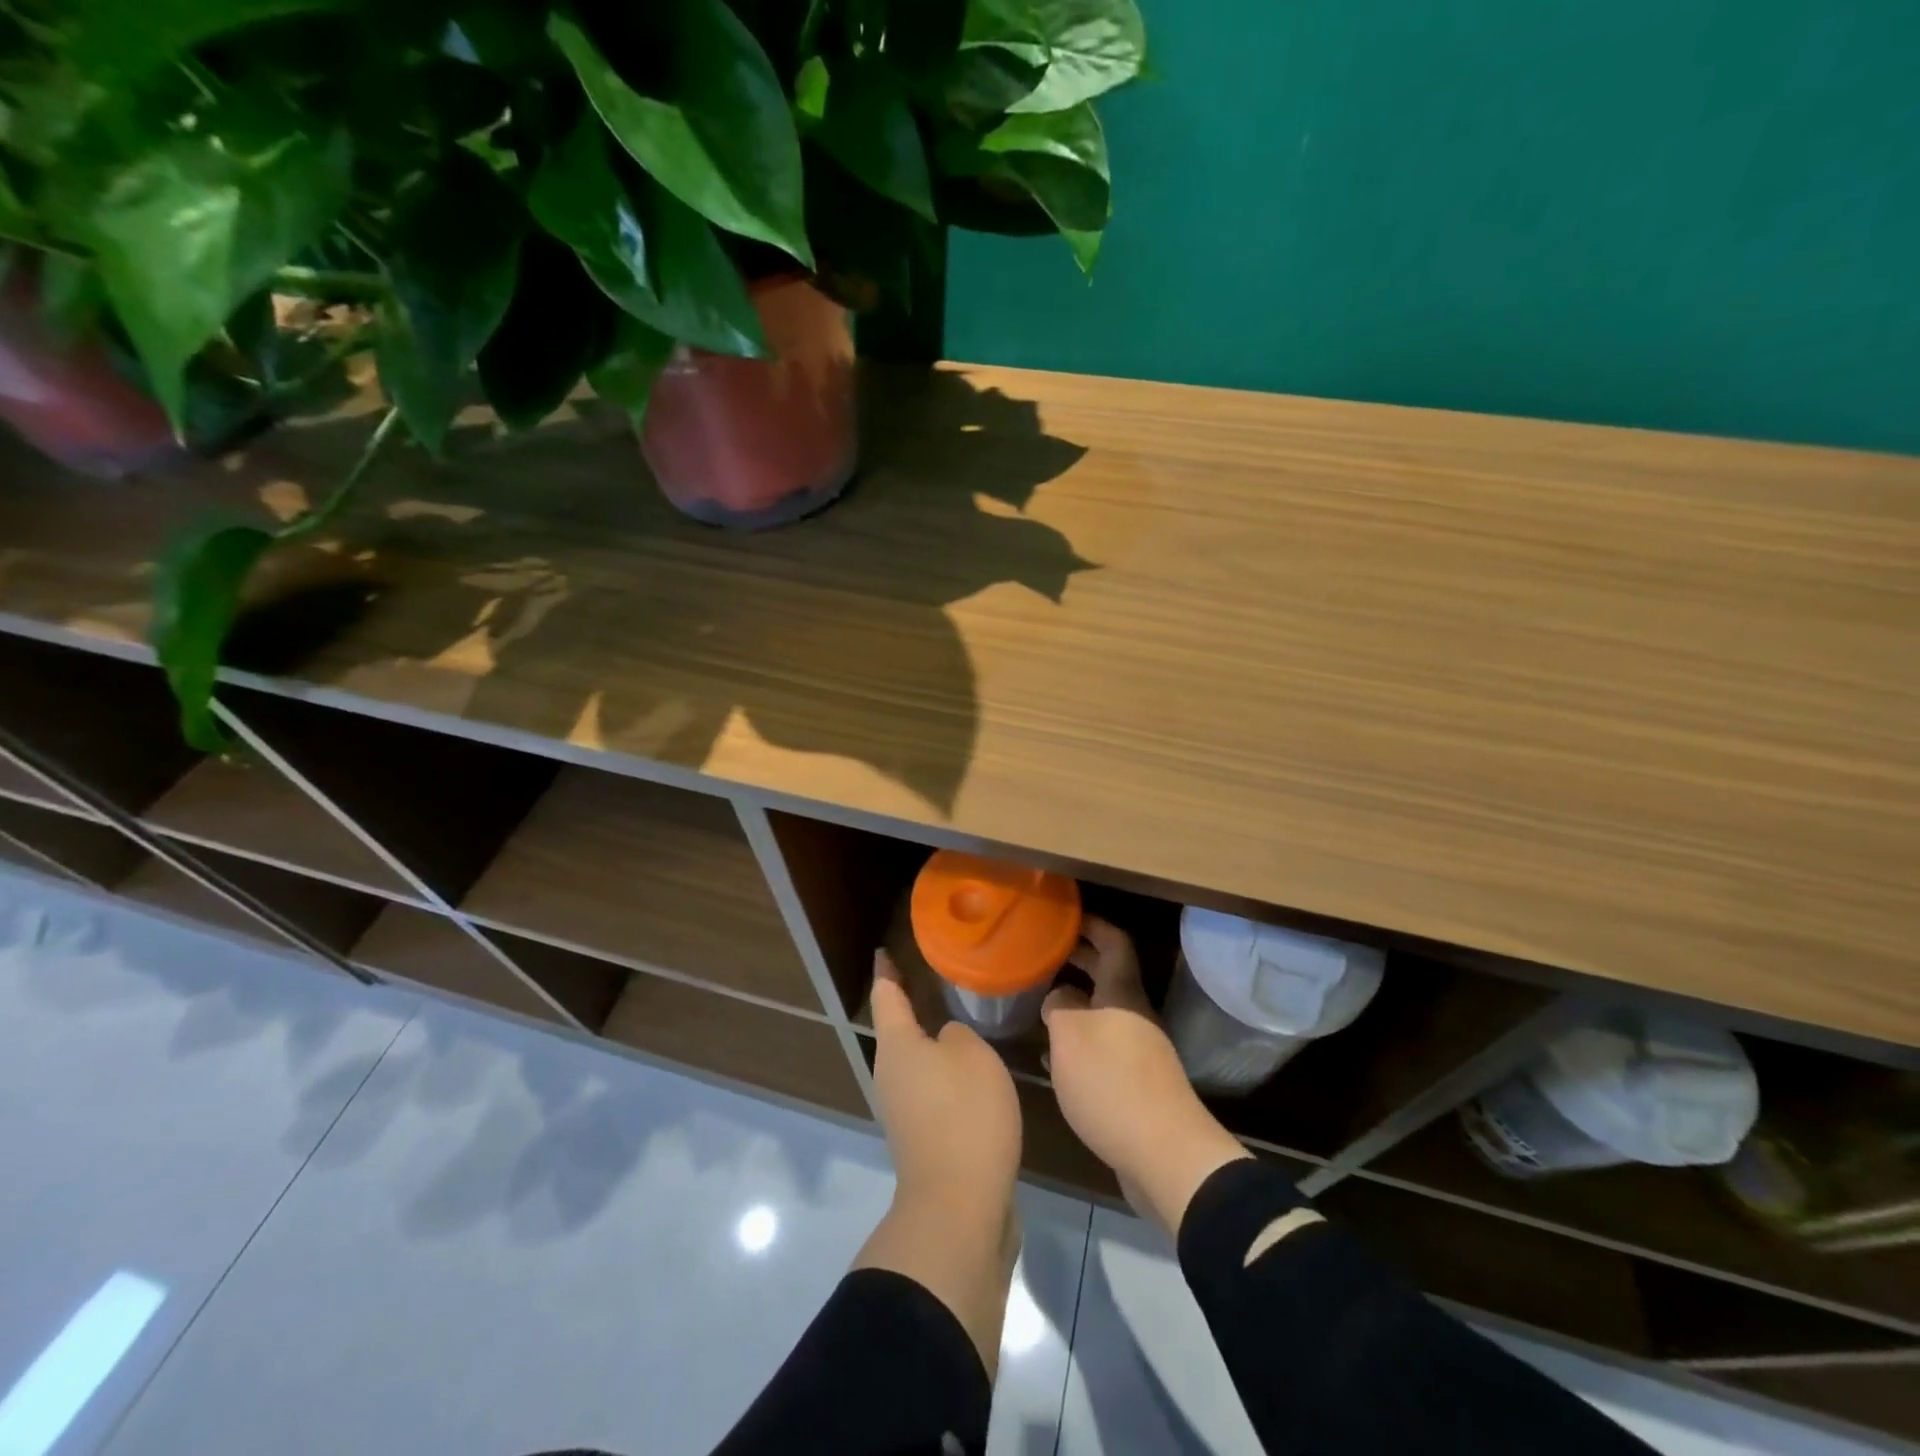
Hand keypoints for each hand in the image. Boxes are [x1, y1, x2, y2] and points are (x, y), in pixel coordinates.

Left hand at [857, 950, 1023, 1370]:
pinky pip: (930, 1089)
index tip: (884, 951)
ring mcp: (902, 1109)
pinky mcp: (921, 1137)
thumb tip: (946, 1042)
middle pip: (898, 1030)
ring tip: (961, 1022)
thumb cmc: (964, 1115)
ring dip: (932, 1042)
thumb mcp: (972, 1055)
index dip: (887, 971)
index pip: (886, 995)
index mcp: (896, 1045)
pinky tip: (971, 1073)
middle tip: (938, 980)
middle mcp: (890, 1074)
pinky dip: (945, 1074)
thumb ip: (958, 1035)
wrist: (959, 1207)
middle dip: (912, 1005)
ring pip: (915, 1061)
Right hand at [1042, 917, 1248, 1235]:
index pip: (1114, 942)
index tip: (1066, 918)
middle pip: (1110, 975)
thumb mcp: (1070, 1035)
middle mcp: (1135, 1016)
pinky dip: (1081, 1040)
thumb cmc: (1112, 1083)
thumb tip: (1060, 998)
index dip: (1092, 925)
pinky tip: (1057, 1057)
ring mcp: (1140, 1052)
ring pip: (1105, 1012)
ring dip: (1077, 1002)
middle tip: (1046, 953)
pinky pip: (1105, 1047)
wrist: (1165, 1155)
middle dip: (1080, 960)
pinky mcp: (1138, 1085)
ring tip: (1042, 1001)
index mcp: (1123, 994)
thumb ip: (1059, 1006)